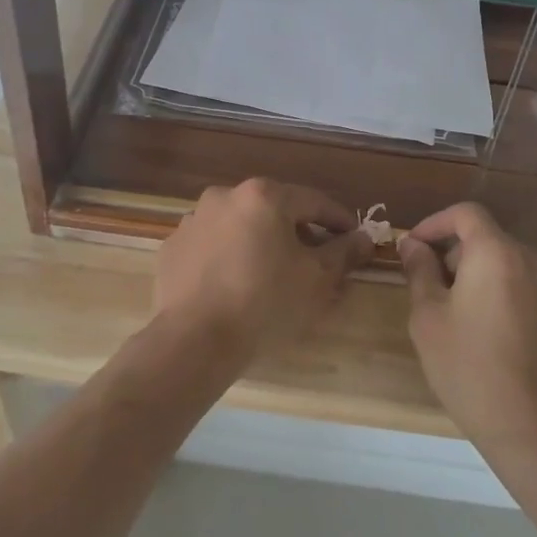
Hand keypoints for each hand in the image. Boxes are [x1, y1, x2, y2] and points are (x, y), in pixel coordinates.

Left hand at [154, 178, 374, 370]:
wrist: (194, 340)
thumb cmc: (265, 303)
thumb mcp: (316, 280)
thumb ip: (343, 253)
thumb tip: (363, 237)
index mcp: (263, 196)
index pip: (314, 202)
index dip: (339, 221)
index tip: (355, 239)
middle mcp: (225, 196)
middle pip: (274, 211)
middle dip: (298, 234)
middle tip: (316, 263)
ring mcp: (193, 221)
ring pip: (240, 227)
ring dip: (260, 244)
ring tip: (273, 277)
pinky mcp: (172, 248)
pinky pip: (212, 247)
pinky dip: (228, 258)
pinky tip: (235, 286)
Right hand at [398, 203, 536, 453]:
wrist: (535, 429)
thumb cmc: (468, 368)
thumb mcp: (428, 318)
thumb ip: (420, 271)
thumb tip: (413, 244)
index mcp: (496, 254)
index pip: (466, 214)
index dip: (437, 223)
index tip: (417, 248)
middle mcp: (536, 261)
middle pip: (492, 243)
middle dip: (462, 258)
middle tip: (439, 295)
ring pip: (518, 270)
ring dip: (493, 281)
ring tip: (475, 322)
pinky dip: (521, 304)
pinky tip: (510, 342)